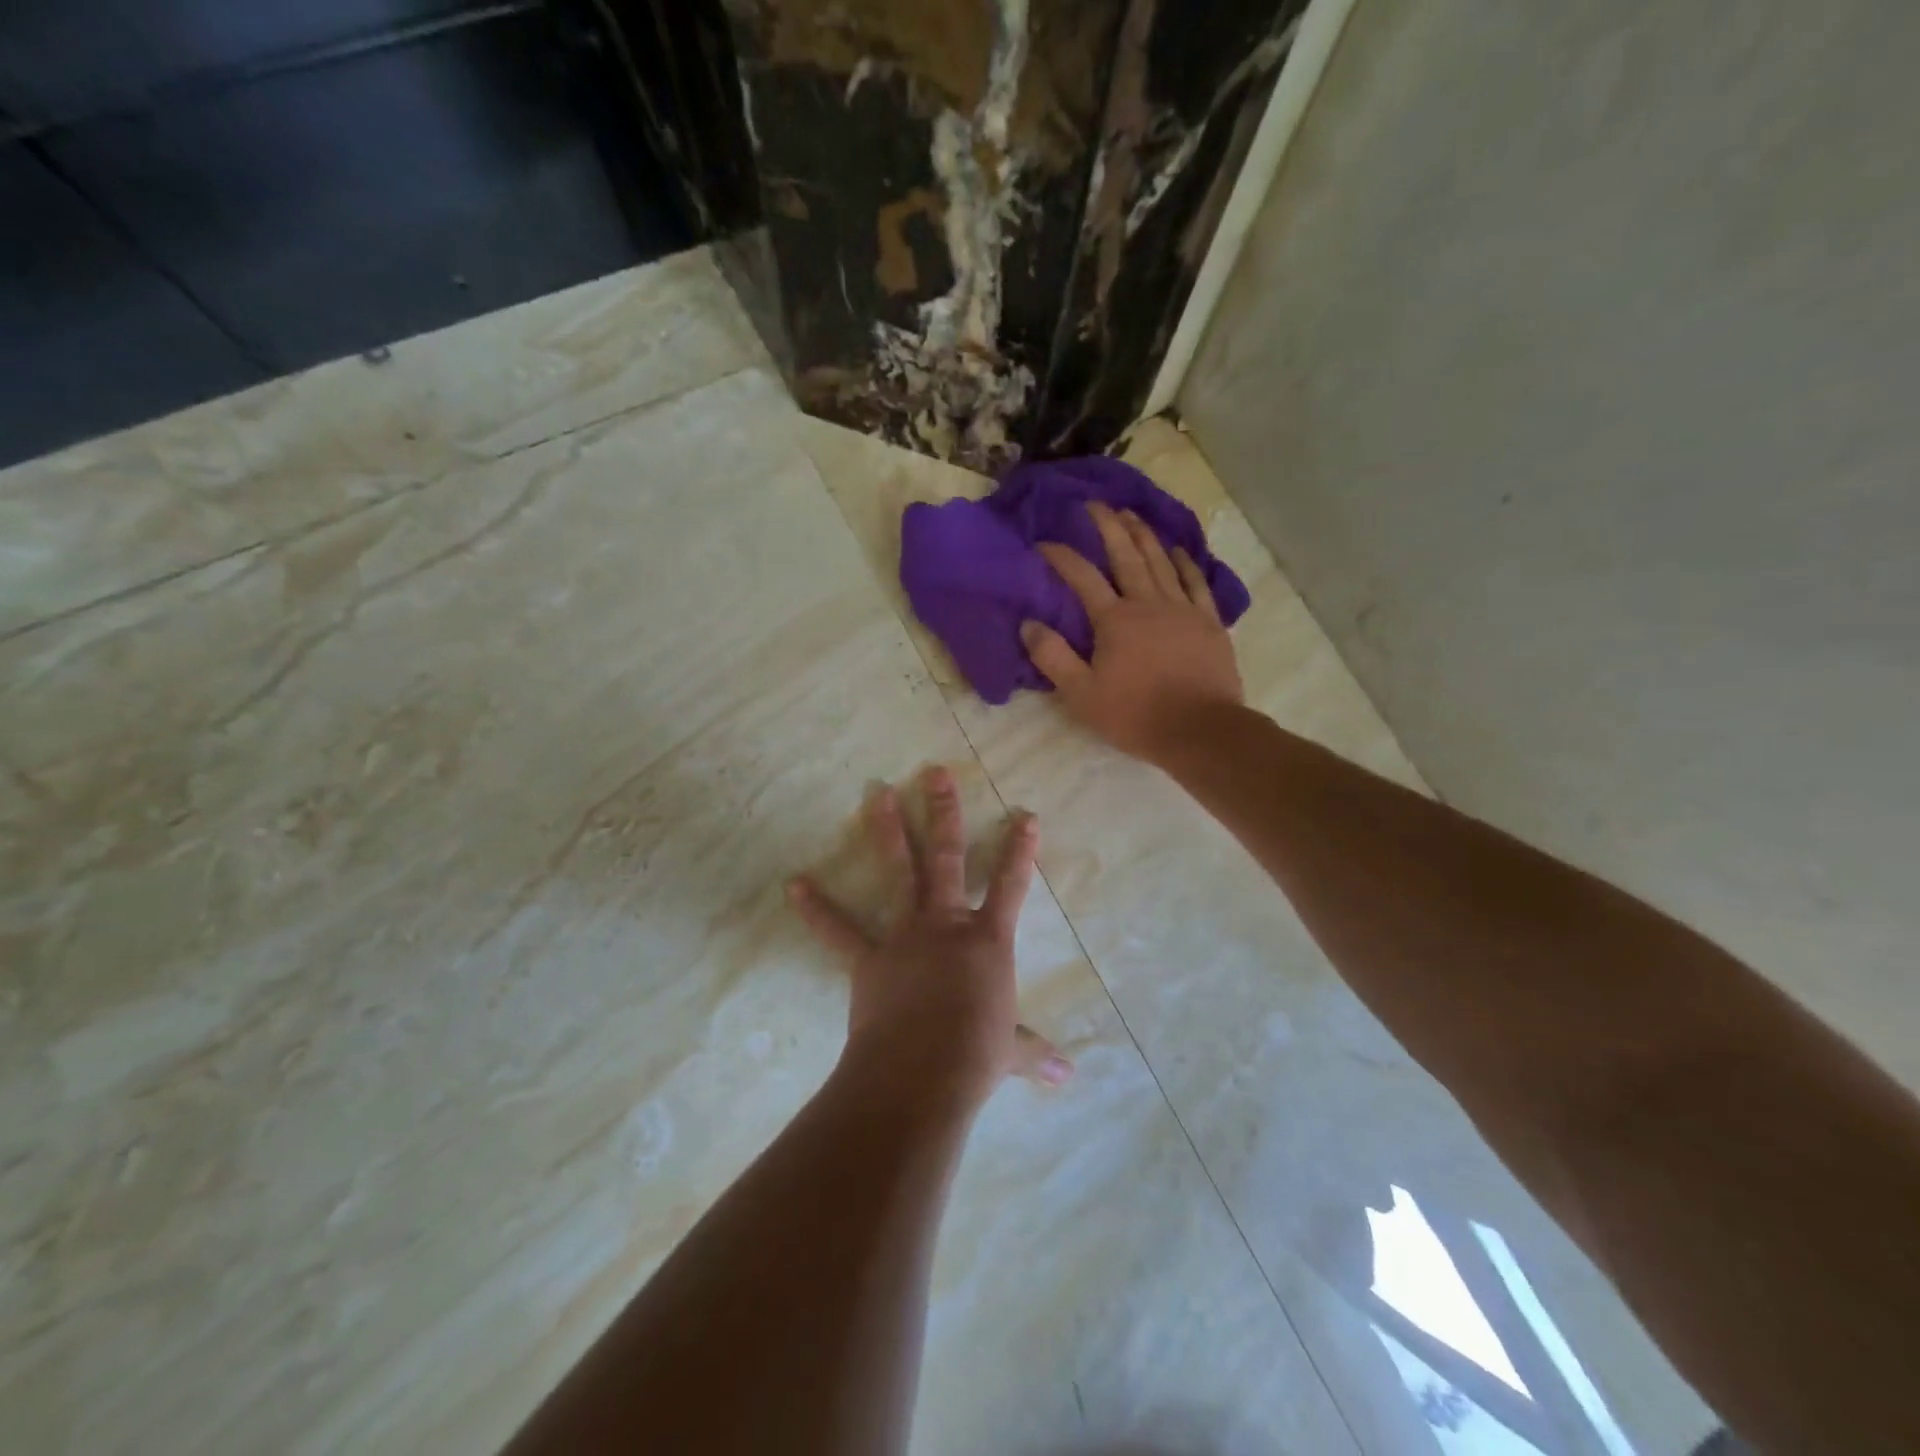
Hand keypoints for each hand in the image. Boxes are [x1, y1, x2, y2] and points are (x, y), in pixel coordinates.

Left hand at [786, 766, 1072, 1112]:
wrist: (922, 1073)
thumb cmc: (976, 1056)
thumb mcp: (1011, 1052)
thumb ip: (1035, 1055)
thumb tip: (1068, 1079)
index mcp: (988, 940)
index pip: (1011, 885)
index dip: (1021, 850)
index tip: (1026, 816)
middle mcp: (946, 924)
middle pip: (946, 857)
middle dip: (943, 812)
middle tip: (933, 773)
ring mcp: (905, 936)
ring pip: (898, 871)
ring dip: (886, 830)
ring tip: (876, 793)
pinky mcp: (868, 958)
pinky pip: (839, 930)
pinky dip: (816, 909)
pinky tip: (795, 885)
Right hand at [1021, 501, 1243, 763]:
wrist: (1199, 730)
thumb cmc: (1136, 715)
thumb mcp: (1082, 694)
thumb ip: (1053, 657)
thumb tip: (1028, 624)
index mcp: (1114, 620)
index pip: (1082, 577)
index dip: (1060, 556)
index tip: (1043, 542)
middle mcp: (1148, 603)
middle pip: (1126, 555)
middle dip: (1108, 527)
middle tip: (1096, 504)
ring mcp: (1182, 609)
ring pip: (1161, 561)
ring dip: (1144, 535)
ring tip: (1130, 514)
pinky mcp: (1208, 621)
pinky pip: (1196, 582)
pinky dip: (1185, 562)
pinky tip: (1178, 550)